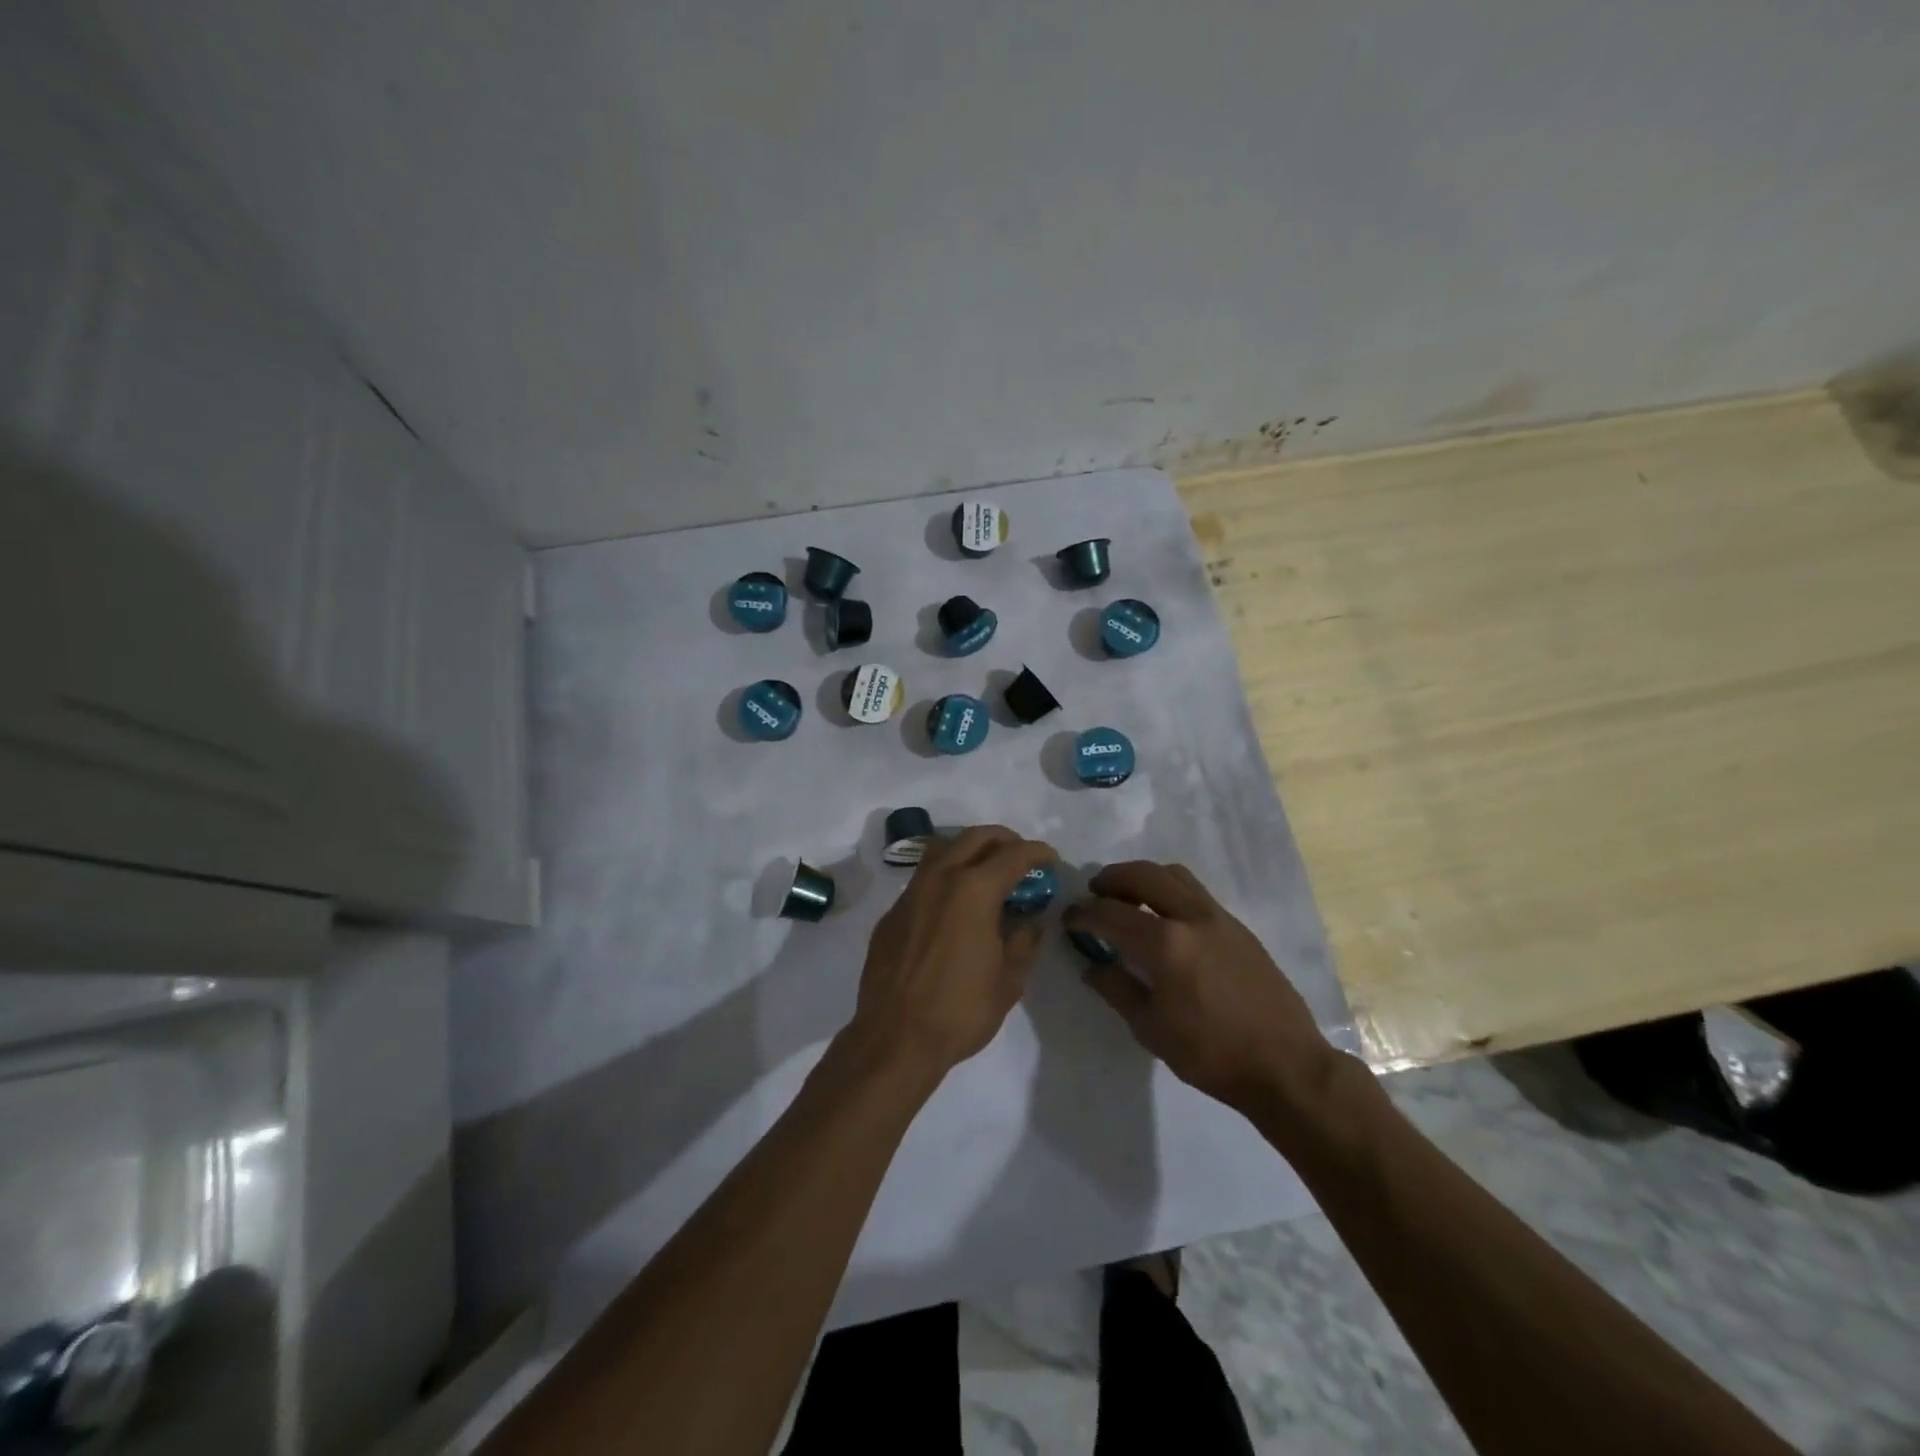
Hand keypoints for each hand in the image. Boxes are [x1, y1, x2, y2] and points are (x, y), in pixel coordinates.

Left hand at [847, 825, 1056, 1084]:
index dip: (1037, 852)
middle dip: (1003, 839)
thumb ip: (1022, 942)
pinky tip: (953, 905)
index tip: (1050, 859)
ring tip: (986, 870)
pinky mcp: (892, 913)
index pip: (1013, 855)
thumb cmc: (960, 1010)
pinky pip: (923, 879)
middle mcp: (940, 879)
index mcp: (974, 890)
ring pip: (943, 849)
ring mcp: (911, 893)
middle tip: (1020, 856)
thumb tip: (1027, 921)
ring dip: (969, 850)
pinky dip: (945, 877)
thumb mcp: (1008, 980)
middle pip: (975, 837)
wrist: (895, 1037)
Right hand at [1064, 861, 1335, 1116]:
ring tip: (1128, 898)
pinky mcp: (1238, 927)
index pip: (1110, 913)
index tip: (1068, 918)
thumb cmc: (1211, 1055)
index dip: (1083, 913)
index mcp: (1165, 943)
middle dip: (1111, 879)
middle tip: (1094, 893)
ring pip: (1173, 875)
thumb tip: (1092, 965)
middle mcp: (1191, 917)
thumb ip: (1117, 989)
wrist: (1286, 1066)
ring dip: (1143, 878)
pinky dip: (1170, 892)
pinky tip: (1165, 920)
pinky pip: (1195, 892)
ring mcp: (1219, 917)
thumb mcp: (1151, 1029)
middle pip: (1143, 875)